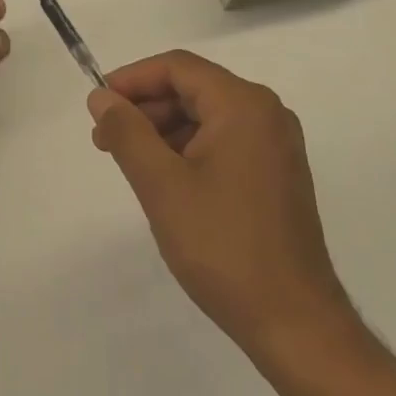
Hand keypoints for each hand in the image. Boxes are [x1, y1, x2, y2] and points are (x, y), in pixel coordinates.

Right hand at [88, 50, 358, 362]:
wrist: (297, 327)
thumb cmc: (224, 247)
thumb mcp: (162, 186)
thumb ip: (127, 132)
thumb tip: (101, 96)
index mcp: (243, 104)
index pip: (177, 68)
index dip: (132, 79)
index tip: (98, 105)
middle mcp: (266, 113)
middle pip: (192, 88)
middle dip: (146, 108)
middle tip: (106, 139)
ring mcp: (277, 144)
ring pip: (207, 115)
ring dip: (165, 130)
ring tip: (131, 162)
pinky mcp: (278, 174)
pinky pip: (225, 140)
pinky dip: (190, 149)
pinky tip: (166, 180)